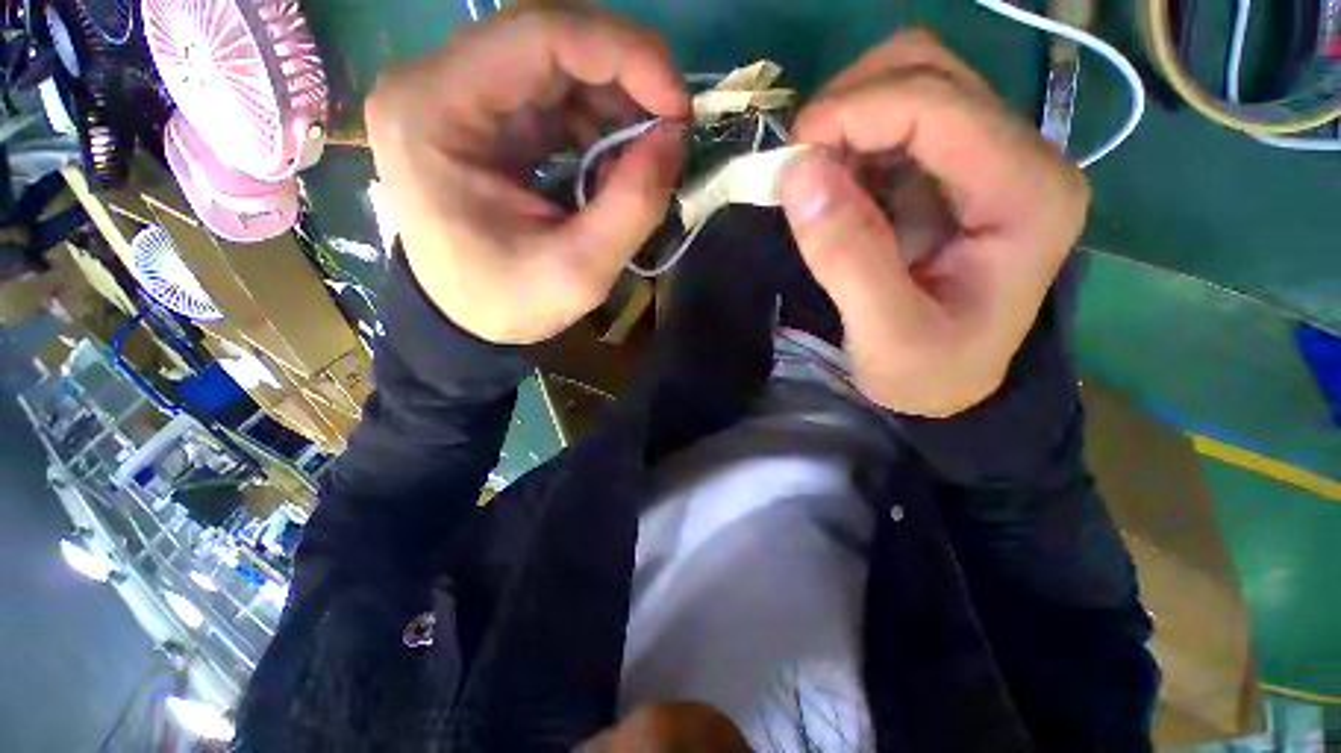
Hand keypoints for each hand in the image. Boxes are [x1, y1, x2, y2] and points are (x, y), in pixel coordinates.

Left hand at [365, 2, 688, 343]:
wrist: (464, 319)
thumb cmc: (507, 302)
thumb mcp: (580, 271)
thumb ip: (633, 205)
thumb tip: (675, 138)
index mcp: (434, 111)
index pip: (539, 36)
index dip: (624, 55)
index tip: (679, 106)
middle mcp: (435, 82)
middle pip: (547, 38)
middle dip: (626, 74)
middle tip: (673, 125)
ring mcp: (455, 93)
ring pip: (554, 61)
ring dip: (614, 98)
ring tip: (646, 150)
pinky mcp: (481, 114)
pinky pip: (551, 92)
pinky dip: (596, 118)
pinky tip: (614, 158)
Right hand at [781, 30, 1087, 416]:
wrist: (954, 386)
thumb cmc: (931, 373)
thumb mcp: (888, 336)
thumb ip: (847, 257)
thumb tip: (799, 172)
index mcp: (1028, 195)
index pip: (938, 104)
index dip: (854, 112)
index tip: (791, 158)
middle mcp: (1023, 157)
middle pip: (928, 70)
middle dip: (849, 105)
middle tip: (800, 166)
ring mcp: (991, 156)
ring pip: (911, 82)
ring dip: (848, 120)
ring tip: (816, 181)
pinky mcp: (956, 170)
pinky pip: (897, 121)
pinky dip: (852, 142)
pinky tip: (836, 188)